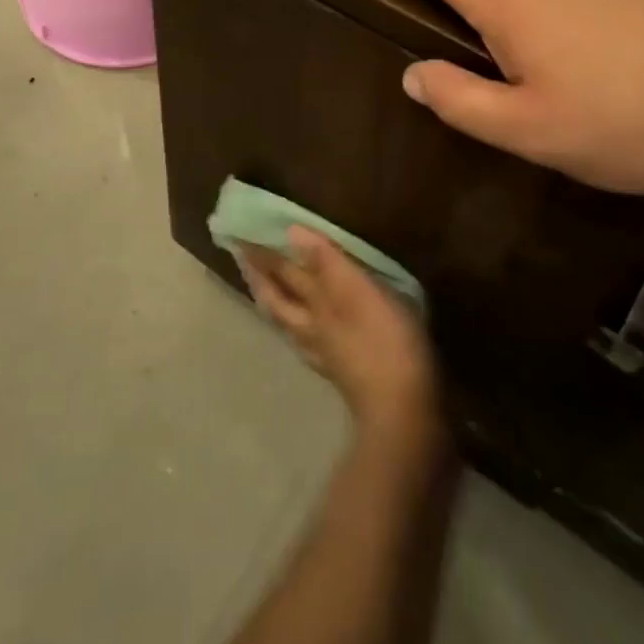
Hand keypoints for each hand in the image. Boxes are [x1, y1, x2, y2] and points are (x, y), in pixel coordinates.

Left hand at [239, 227, 440, 437]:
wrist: (403, 412)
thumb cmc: (383, 340)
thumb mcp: (357, 291)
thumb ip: (326, 261)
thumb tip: (291, 231)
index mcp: (315, 303)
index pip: (282, 272)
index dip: (262, 255)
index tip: (239, 237)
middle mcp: (311, 327)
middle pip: (278, 300)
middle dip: (260, 278)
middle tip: (242, 260)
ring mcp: (324, 353)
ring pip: (289, 324)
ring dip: (275, 304)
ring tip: (265, 292)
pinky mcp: (341, 374)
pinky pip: (309, 345)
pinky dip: (300, 332)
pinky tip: (305, 335)